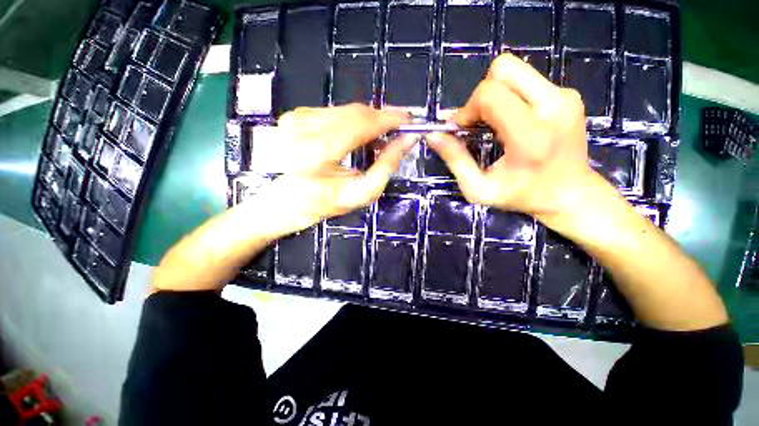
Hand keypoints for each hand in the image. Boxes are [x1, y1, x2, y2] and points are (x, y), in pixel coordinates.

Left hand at [253, 104, 416, 234]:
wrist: (288, 201)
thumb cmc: (324, 203)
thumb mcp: (361, 193)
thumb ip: (386, 165)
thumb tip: (407, 140)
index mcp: (316, 153)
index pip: (361, 123)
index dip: (389, 119)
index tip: (409, 120)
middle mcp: (303, 129)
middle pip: (355, 112)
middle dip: (382, 118)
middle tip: (399, 128)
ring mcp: (297, 119)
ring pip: (347, 109)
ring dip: (369, 121)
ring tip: (380, 137)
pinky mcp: (297, 115)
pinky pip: (336, 111)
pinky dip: (353, 121)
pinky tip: (359, 136)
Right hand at [427, 53, 596, 220]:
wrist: (571, 194)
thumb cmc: (521, 196)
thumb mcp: (478, 188)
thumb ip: (455, 160)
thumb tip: (433, 135)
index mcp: (531, 135)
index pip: (490, 94)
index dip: (467, 108)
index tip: (461, 129)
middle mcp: (553, 106)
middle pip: (503, 69)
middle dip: (479, 95)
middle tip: (476, 123)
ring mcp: (565, 96)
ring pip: (515, 70)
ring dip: (493, 93)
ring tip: (491, 122)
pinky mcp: (568, 94)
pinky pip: (527, 80)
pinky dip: (509, 96)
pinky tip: (509, 121)